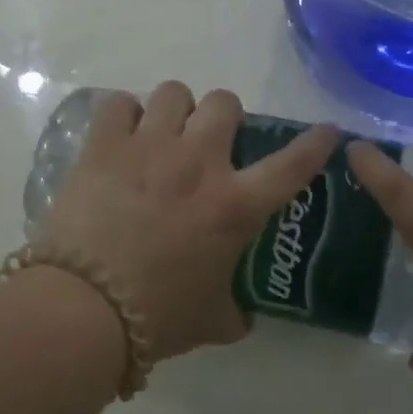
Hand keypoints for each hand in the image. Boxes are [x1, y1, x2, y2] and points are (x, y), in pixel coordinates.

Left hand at [40, 83, 338, 361]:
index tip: (327, 132)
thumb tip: (241, 317)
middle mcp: (199, 163)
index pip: (293, 164)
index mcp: (235, 205)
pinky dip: (125, 114)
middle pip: (225, 103)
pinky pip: (119, 104)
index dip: (315, 143)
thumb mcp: (212, 321)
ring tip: (164, 133)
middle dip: (225, 116)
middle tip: (212, 142)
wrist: (85, 308)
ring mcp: (150, 148)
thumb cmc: (159, 316)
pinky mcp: (104, 147)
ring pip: (174, 92)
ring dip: (176, 109)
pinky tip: (121, 135)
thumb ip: (234, 312)